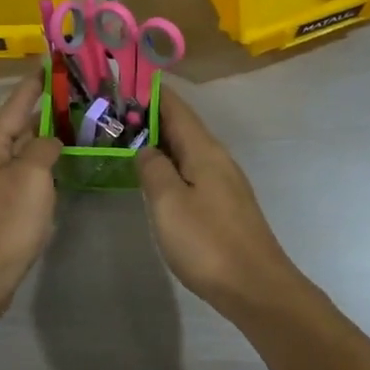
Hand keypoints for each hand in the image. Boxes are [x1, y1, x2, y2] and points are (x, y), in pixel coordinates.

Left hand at [0, 75, 62, 330]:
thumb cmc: (2, 223)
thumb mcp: (30, 177)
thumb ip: (43, 148)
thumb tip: (50, 141)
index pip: (16, 102)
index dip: (36, 82)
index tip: (54, 60)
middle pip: (19, 125)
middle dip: (47, 109)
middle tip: (80, 95)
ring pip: (23, 152)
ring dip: (47, 139)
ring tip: (79, 126)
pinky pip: (25, 177)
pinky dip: (45, 168)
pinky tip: (64, 169)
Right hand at [136, 90, 309, 322]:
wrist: (255, 287)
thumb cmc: (208, 242)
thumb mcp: (169, 202)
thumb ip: (153, 168)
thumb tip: (145, 147)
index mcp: (204, 150)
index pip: (175, 107)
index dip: (150, 93)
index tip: (123, 82)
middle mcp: (217, 158)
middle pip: (182, 126)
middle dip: (150, 116)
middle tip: (113, 113)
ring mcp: (224, 181)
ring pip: (187, 149)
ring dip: (160, 141)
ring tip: (127, 140)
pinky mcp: (225, 204)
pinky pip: (192, 170)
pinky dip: (171, 164)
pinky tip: (156, 177)